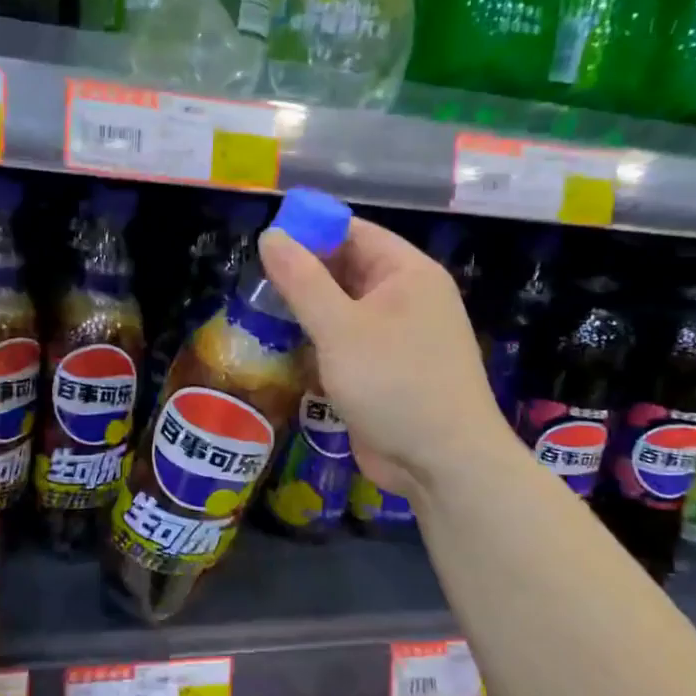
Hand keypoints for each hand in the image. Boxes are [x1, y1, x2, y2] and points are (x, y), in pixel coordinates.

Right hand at [259, 218, 508, 500]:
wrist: (443, 464)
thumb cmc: (394, 383)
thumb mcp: (340, 328)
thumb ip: (302, 280)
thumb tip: (270, 235)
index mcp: (407, 273)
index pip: (354, 232)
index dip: (310, 230)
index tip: (264, 242)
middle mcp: (405, 298)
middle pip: (346, 270)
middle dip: (302, 274)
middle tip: (252, 281)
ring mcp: (396, 337)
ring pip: (341, 310)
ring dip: (305, 313)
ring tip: (257, 312)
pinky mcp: (384, 371)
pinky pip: (344, 343)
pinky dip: (317, 343)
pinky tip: (282, 349)